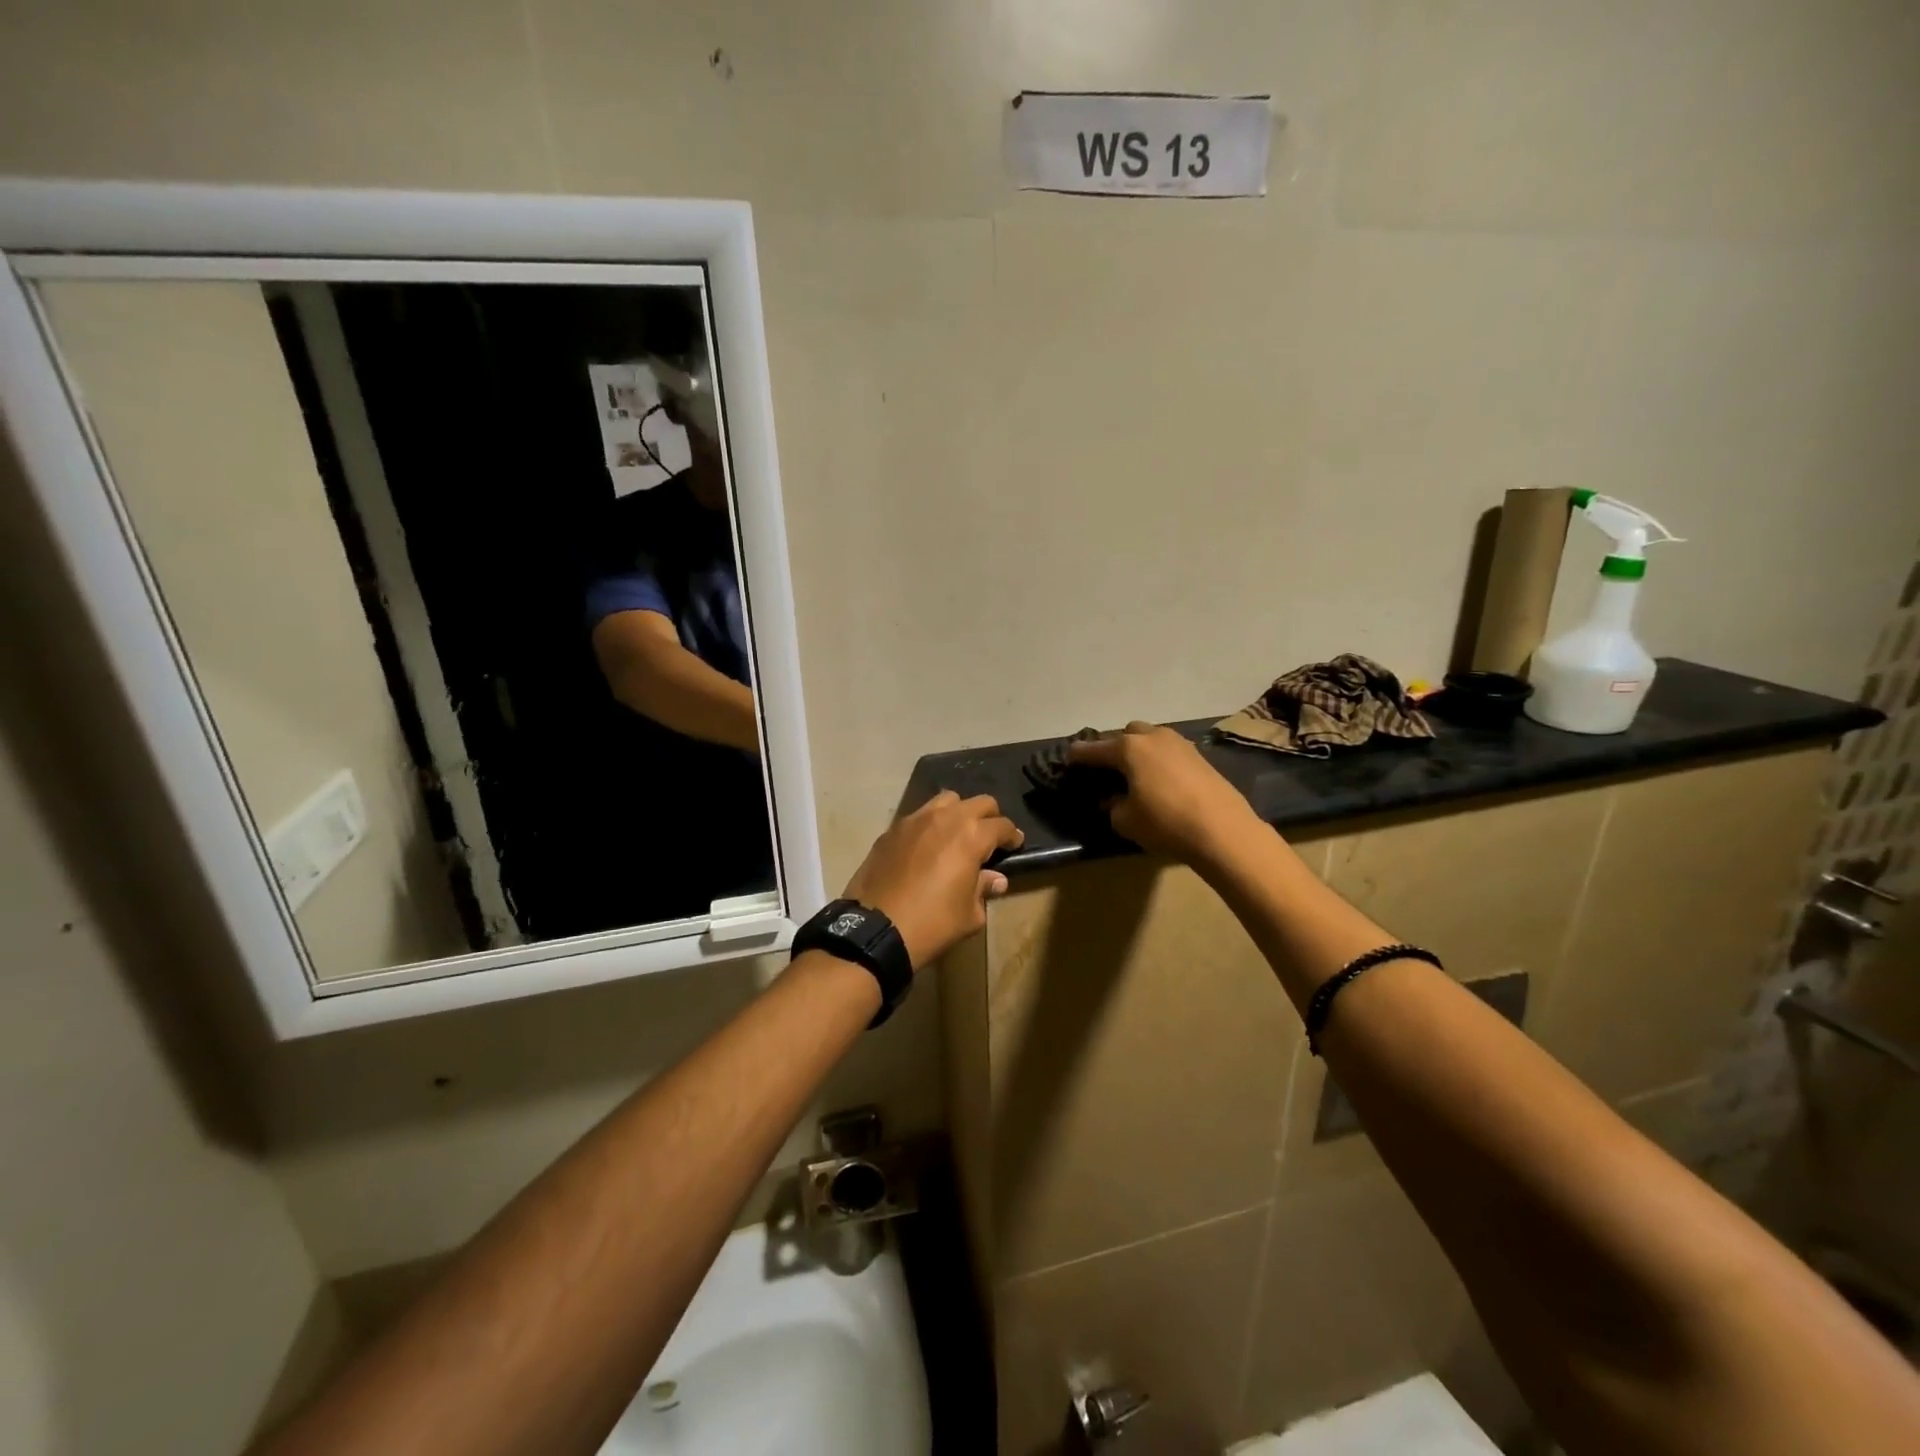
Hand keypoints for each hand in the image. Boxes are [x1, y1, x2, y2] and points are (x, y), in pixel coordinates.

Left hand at [842, 792, 1024, 968]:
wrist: (876, 929)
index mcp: (971, 836)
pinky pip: (918, 817)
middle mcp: (945, 818)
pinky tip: (927, 847)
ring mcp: (914, 820)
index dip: (1012, 835)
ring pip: (946, 800)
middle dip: (990, 817)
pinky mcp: (891, 830)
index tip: (1015, 844)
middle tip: (990, 838)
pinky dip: (930, 825)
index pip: (1001, 825)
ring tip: (957, 834)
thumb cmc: (932, 923)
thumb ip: (983, 889)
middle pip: (978, 802)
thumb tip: (995, 879)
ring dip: (958, 812)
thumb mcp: (969, 914)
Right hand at [1068, 722, 1263, 865]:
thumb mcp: (1125, 820)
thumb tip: (1113, 799)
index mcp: (1128, 748)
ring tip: (1135, 774)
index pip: (1094, 749)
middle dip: (1114, 747)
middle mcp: (1153, 737)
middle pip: (1126, 734)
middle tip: (1108, 769)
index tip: (1069, 759)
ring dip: (1140, 752)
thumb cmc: (1165, 822)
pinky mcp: (1200, 757)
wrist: (1223, 829)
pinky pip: (1169, 752)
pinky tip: (1160, 781)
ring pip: (1151, 740)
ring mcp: (1180, 744)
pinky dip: (1159, 761)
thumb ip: (1113, 806)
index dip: (1079, 755)